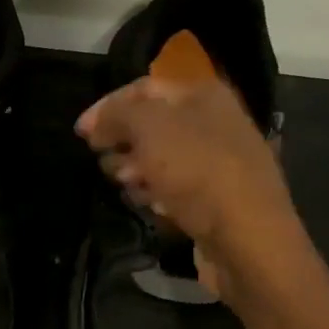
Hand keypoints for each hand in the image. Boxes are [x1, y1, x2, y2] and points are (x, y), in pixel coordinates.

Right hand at [76, 75, 304, 298]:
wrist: (249, 240)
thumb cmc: (197, 173)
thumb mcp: (149, 129)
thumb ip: (116, 115)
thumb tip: (95, 123)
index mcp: (203, 95)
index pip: (143, 88)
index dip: (107, 106)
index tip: (80, 133)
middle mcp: (214, 122)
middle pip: (150, 124)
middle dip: (122, 142)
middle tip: (106, 162)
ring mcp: (218, 161)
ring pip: (159, 158)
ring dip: (136, 170)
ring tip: (128, 186)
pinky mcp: (216, 198)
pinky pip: (174, 187)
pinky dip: (157, 193)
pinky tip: (152, 206)